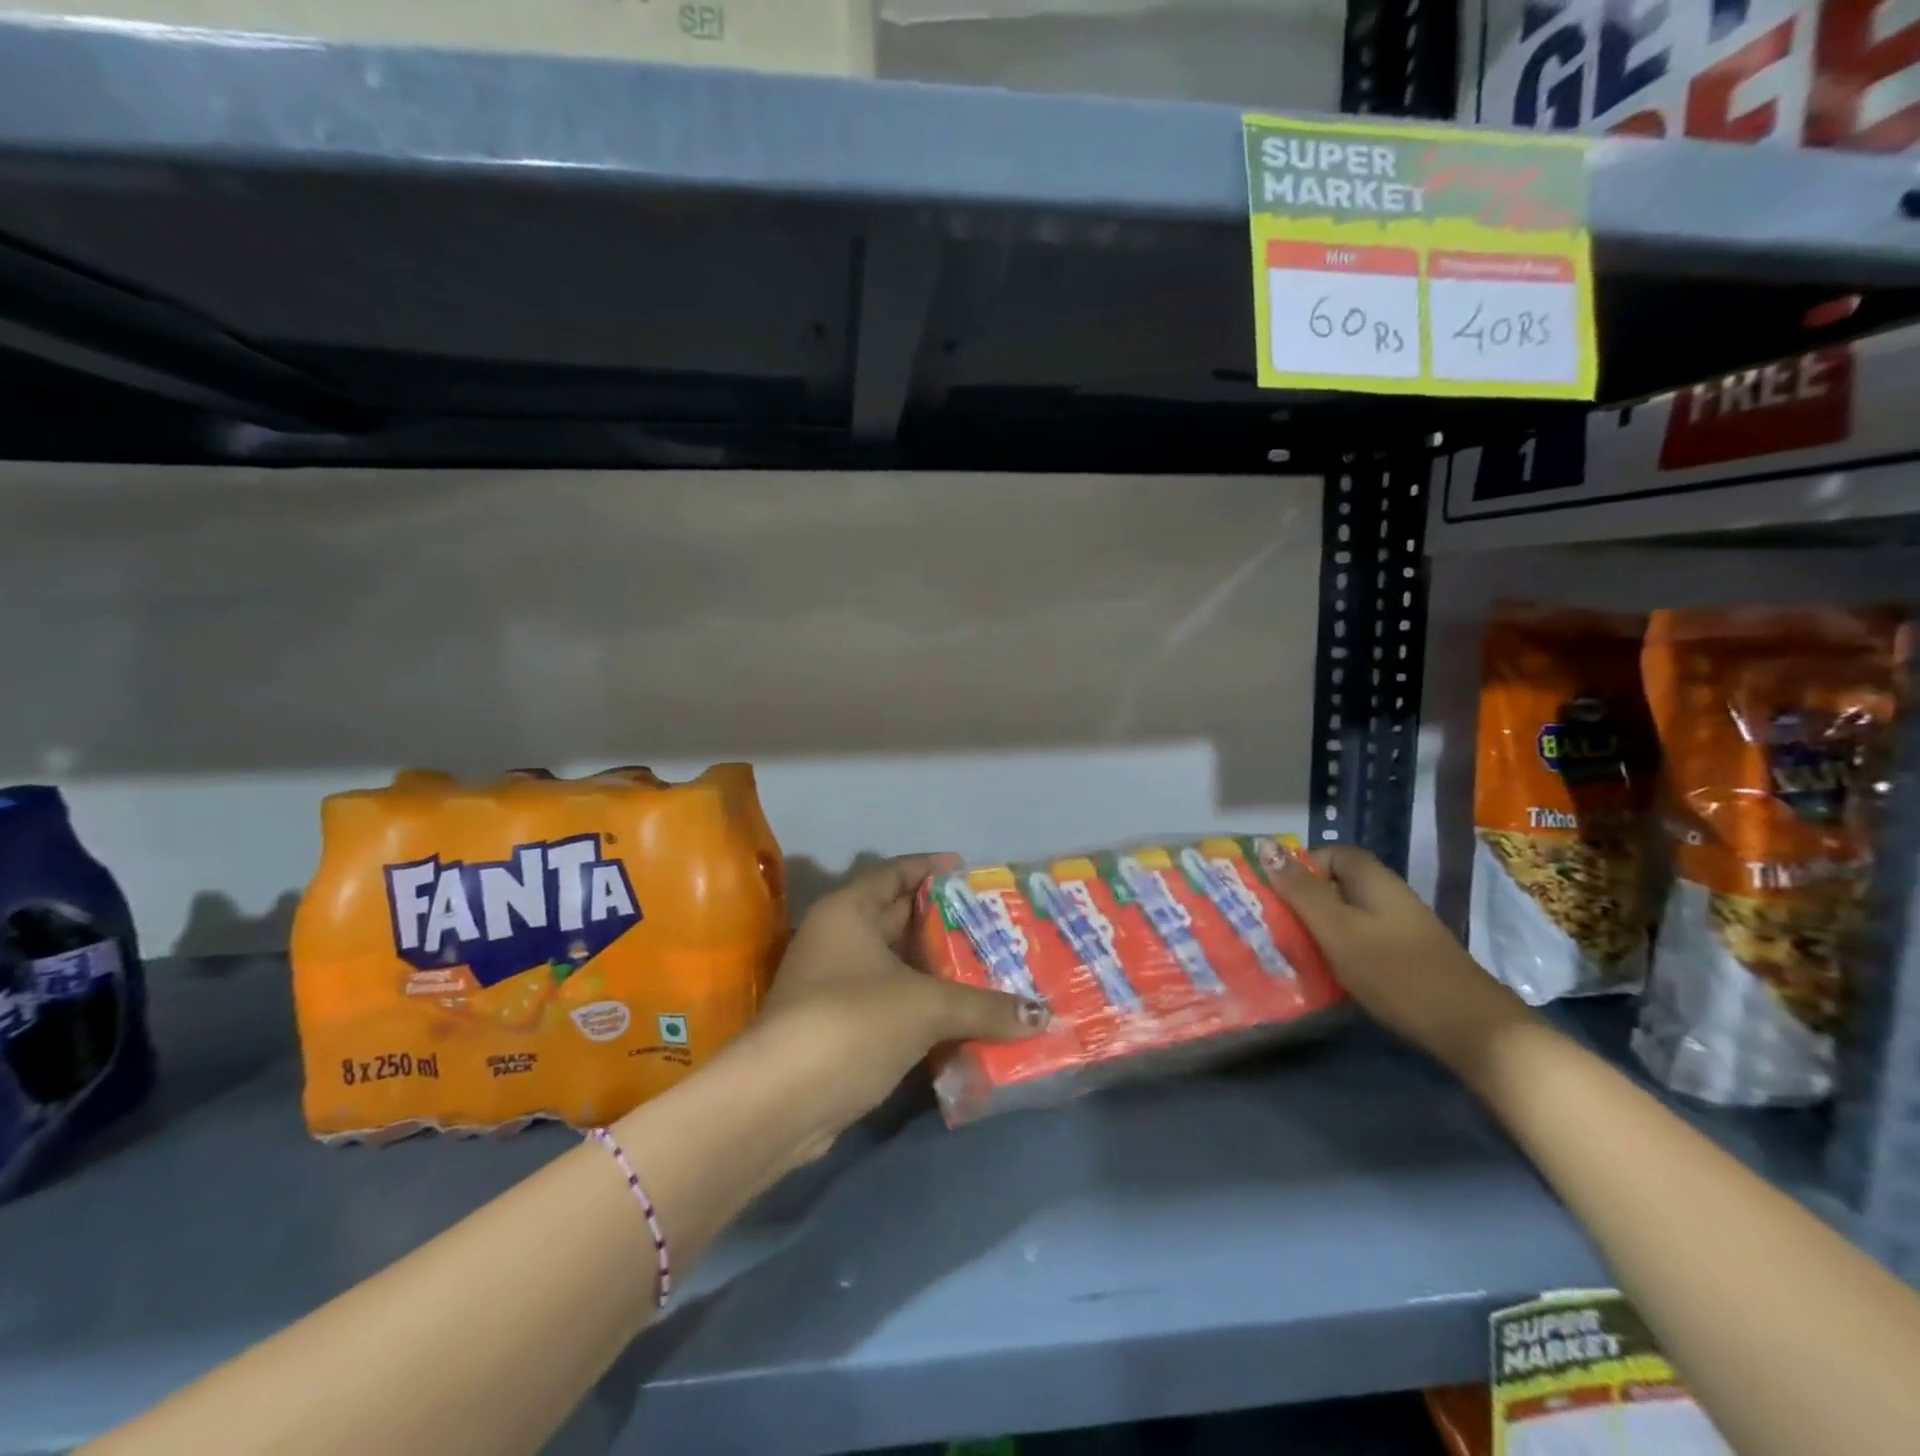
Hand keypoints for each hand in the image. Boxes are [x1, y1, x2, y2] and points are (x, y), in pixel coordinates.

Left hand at [741, 856, 1045, 1157]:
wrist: (782, 1101)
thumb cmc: (852, 1022)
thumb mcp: (925, 1006)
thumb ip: (985, 1007)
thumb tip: (1043, 1017)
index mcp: (848, 911)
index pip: (894, 872)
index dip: (931, 868)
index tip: (970, 871)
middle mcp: (837, 939)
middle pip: (896, 918)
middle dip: (942, 922)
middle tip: (992, 924)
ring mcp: (833, 984)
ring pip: (895, 965)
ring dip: (935, 969)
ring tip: (988, 967)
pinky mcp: (838, 1027)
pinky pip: (890, 1002)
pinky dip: (922, 1004)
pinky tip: (961, 1015)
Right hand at [1264, 846, 1533, 1072]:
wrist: (1469, 1027)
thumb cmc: (1394, 970)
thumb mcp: (1336, 928)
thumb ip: (1300, 890)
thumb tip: (1266, 846)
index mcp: (1373, 879)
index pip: (1329, 854)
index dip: (1300, 869)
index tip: (1276, 895)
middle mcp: (1388, 895)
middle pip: (1336, 885)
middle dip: (1304, 901)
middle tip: (1276, 926)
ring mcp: (1401, 926)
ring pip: (1347, 915)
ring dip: (1320, 929)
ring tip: (1294, 951)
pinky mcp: (1407, 956)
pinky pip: (1362, 940)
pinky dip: (1341, 950)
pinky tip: (1329, 973)